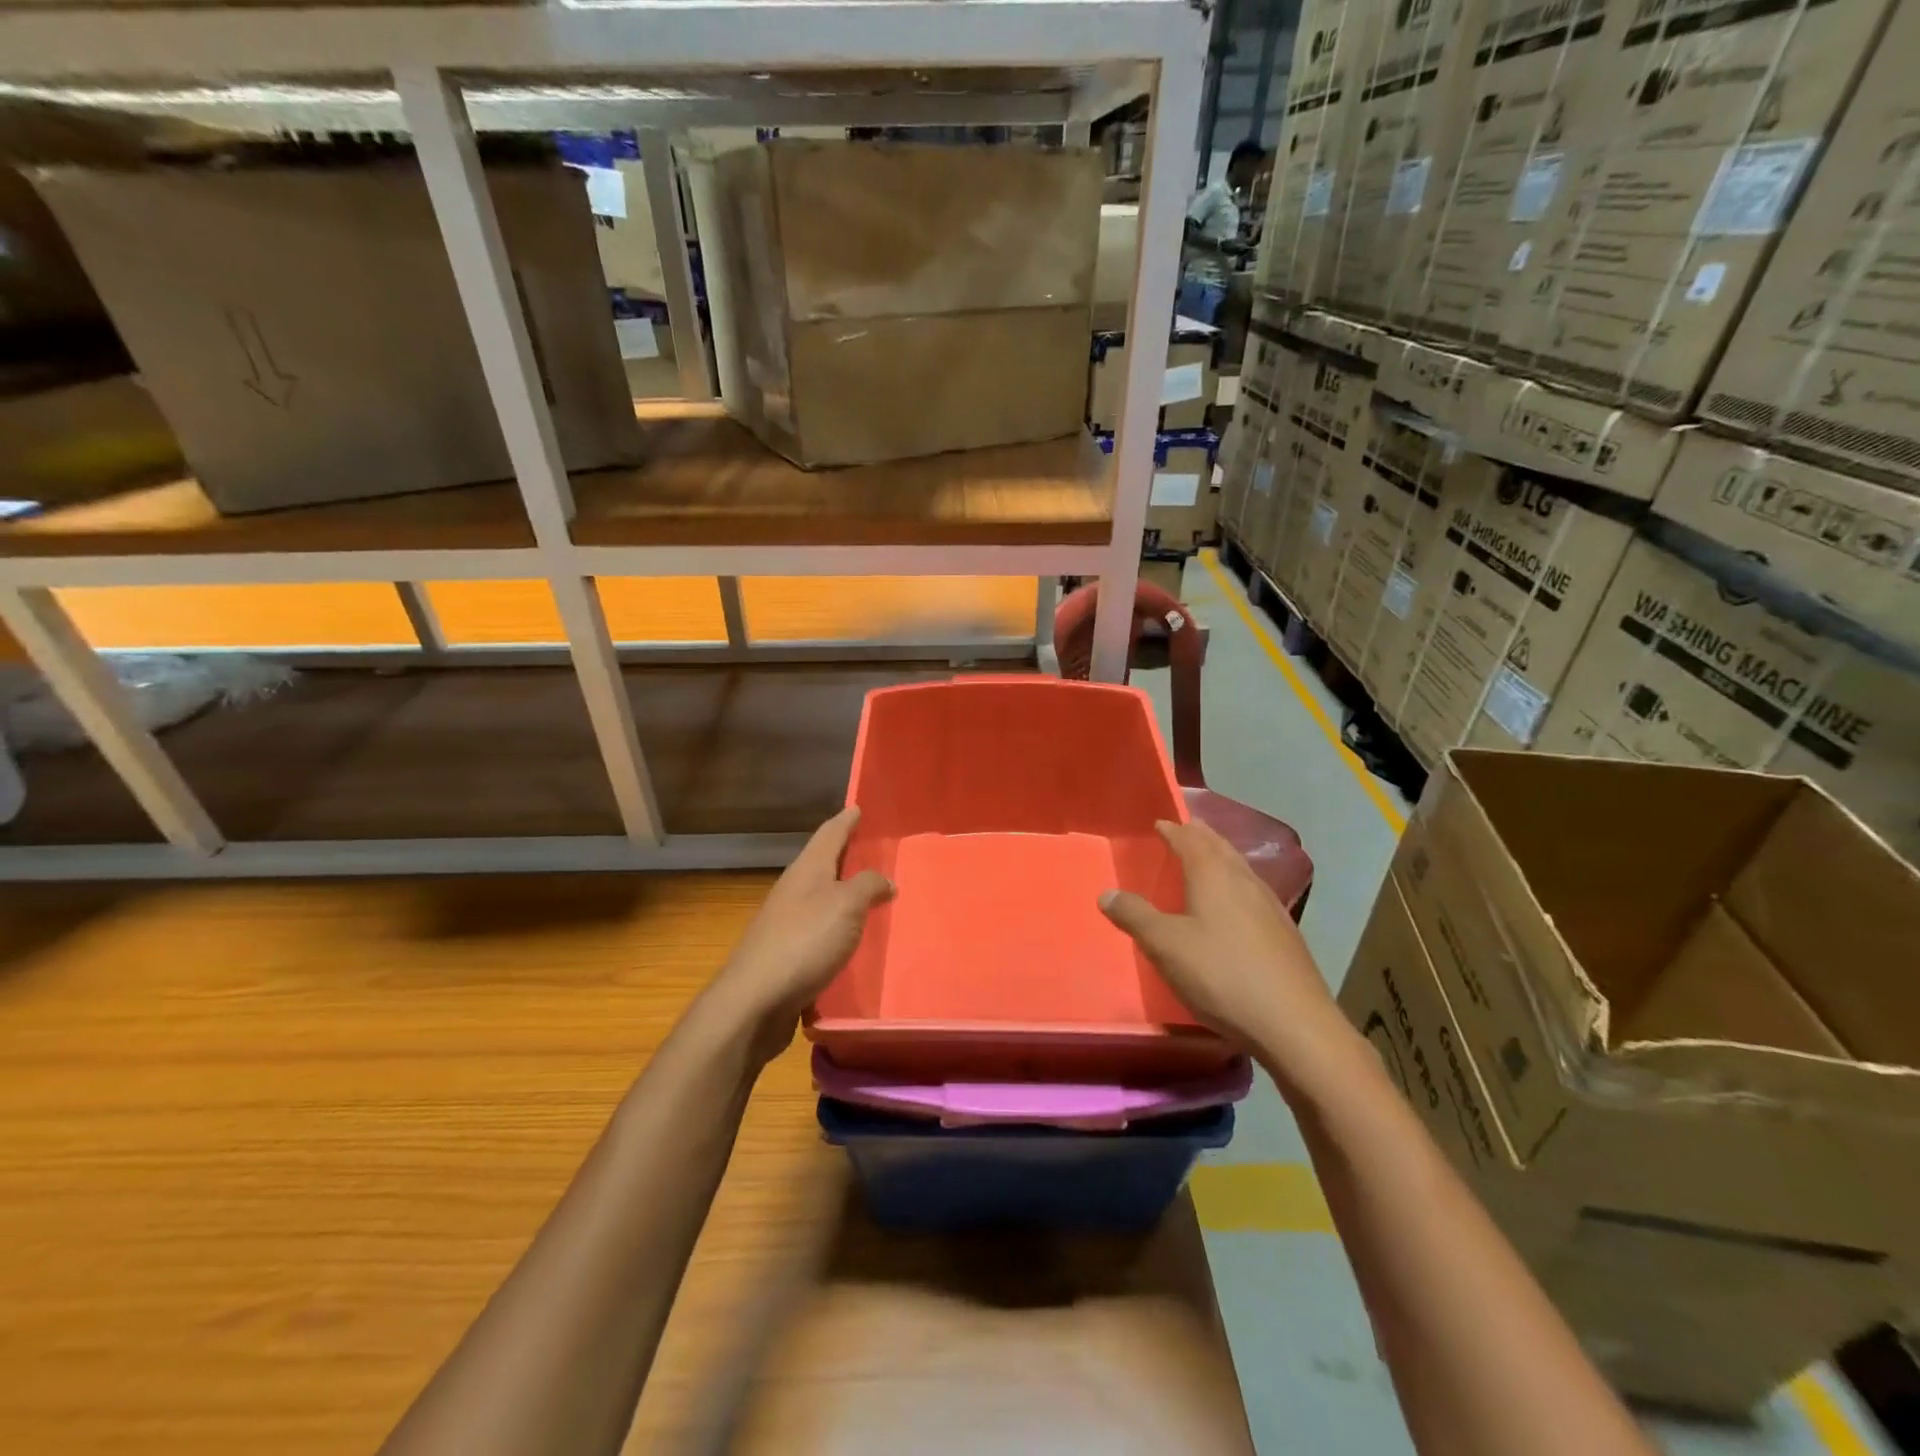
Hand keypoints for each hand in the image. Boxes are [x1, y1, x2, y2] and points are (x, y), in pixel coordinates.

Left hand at [710, 807, 893, 1064]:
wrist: (755, 1001)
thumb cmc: (804, 941)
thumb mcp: (846, 906)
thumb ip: (868, 886)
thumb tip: (885, 880)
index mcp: (807, 871)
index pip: (829, 834)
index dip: (846, 820)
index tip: (858, 807)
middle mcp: (794, 891)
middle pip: (823, 864)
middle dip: (846, 856)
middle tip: (874, 850)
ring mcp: (786, 924)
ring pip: (821, 899)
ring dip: (843, 894)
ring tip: (872, 895)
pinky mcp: (787, 955)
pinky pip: (820, 931)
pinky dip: (838, 928)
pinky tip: (853, 940)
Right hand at [1100, 819, 1346, 1081]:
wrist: (1294, 1024)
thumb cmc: (1222, 975)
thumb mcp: (1166, 946)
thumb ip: (1135, 916)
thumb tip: (1107, 893)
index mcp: (1214, 875)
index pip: (1190, 840)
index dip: (1173, 830)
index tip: (1160, 823)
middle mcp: (1244, 881)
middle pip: (1220, 848)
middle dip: (1201, 836)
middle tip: (1186, 829)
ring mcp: (1270, 907)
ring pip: (1240, 869)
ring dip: (1221, 857)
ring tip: (1208, 859)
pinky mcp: (1284, 933)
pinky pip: (1253, 892)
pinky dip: (1236, 884)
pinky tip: (1235, 905)